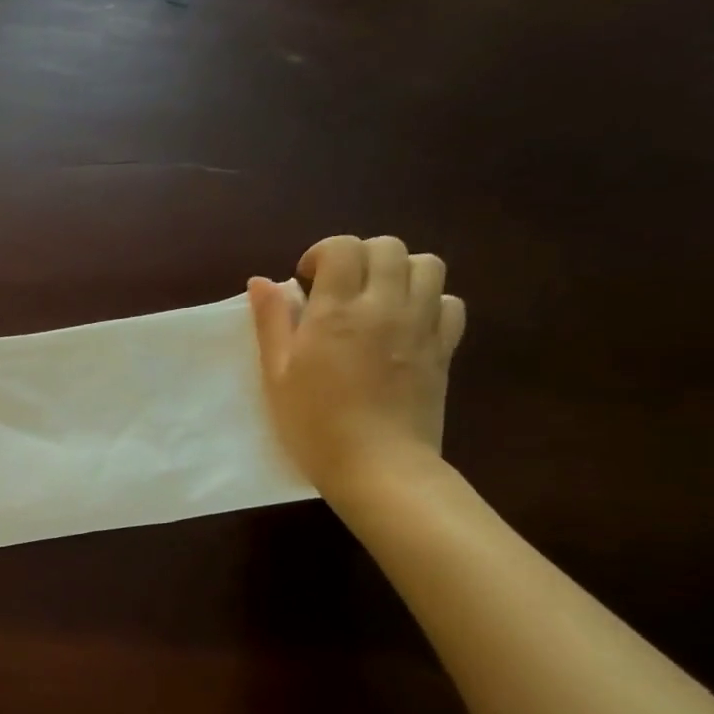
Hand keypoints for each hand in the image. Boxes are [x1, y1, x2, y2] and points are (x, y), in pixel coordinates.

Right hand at [248, 235, 466, 498]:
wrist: (378, 466)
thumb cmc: (313, 423)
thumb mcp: (276, 373)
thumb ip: (271, 321)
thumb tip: (263, 281)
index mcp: (336, 311)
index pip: (343, 247)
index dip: (322, 254)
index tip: (306, 283)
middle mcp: (384, 307)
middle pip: (388, 247)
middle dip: (359, 256)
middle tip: (338, 288)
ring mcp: (421, 326)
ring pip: (427, 265)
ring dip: (398, 271)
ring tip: (375, 298)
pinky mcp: (445, 348)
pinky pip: (449, 302)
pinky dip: (428, 301)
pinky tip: (405, 323)